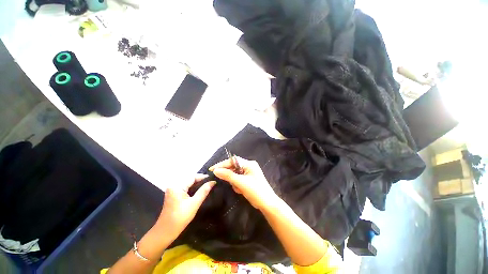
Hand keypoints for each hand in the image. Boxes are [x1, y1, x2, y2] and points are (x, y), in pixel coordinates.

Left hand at [155, 175, 215, 240]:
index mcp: (177, 186)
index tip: (213, 179)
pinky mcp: (173, 193)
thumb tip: (213, 182)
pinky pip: (185, 186)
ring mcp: (172, 189)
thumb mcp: (194, 204)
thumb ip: (204, 191)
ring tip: (207, 185)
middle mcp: (174, 185)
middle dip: (201, 180)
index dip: (203, 177)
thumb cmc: (180, 218)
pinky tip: (199, 190)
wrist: (165, 232)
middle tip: (211, 183)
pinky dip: (192, 187)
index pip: (193, 176)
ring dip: (197, 183)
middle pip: (190, 178)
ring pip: (188, 182)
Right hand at [210, 157, 277, 210]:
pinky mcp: (248, 179)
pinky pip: (238, 179)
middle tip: (228, 182)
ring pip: (235, 174)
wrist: (267, 204)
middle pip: (234, 167)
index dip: (222, 164)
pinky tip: (241, 190)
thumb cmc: (256, 191)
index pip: (233, 160)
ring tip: (239, 188)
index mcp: (249, 164)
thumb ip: (228, 175)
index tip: (212, 169)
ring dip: (234, 181)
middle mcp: (249, 166)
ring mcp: (249, 173)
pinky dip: (237, 184)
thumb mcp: (241, 183)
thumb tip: (216, 170)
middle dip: (230, 175)